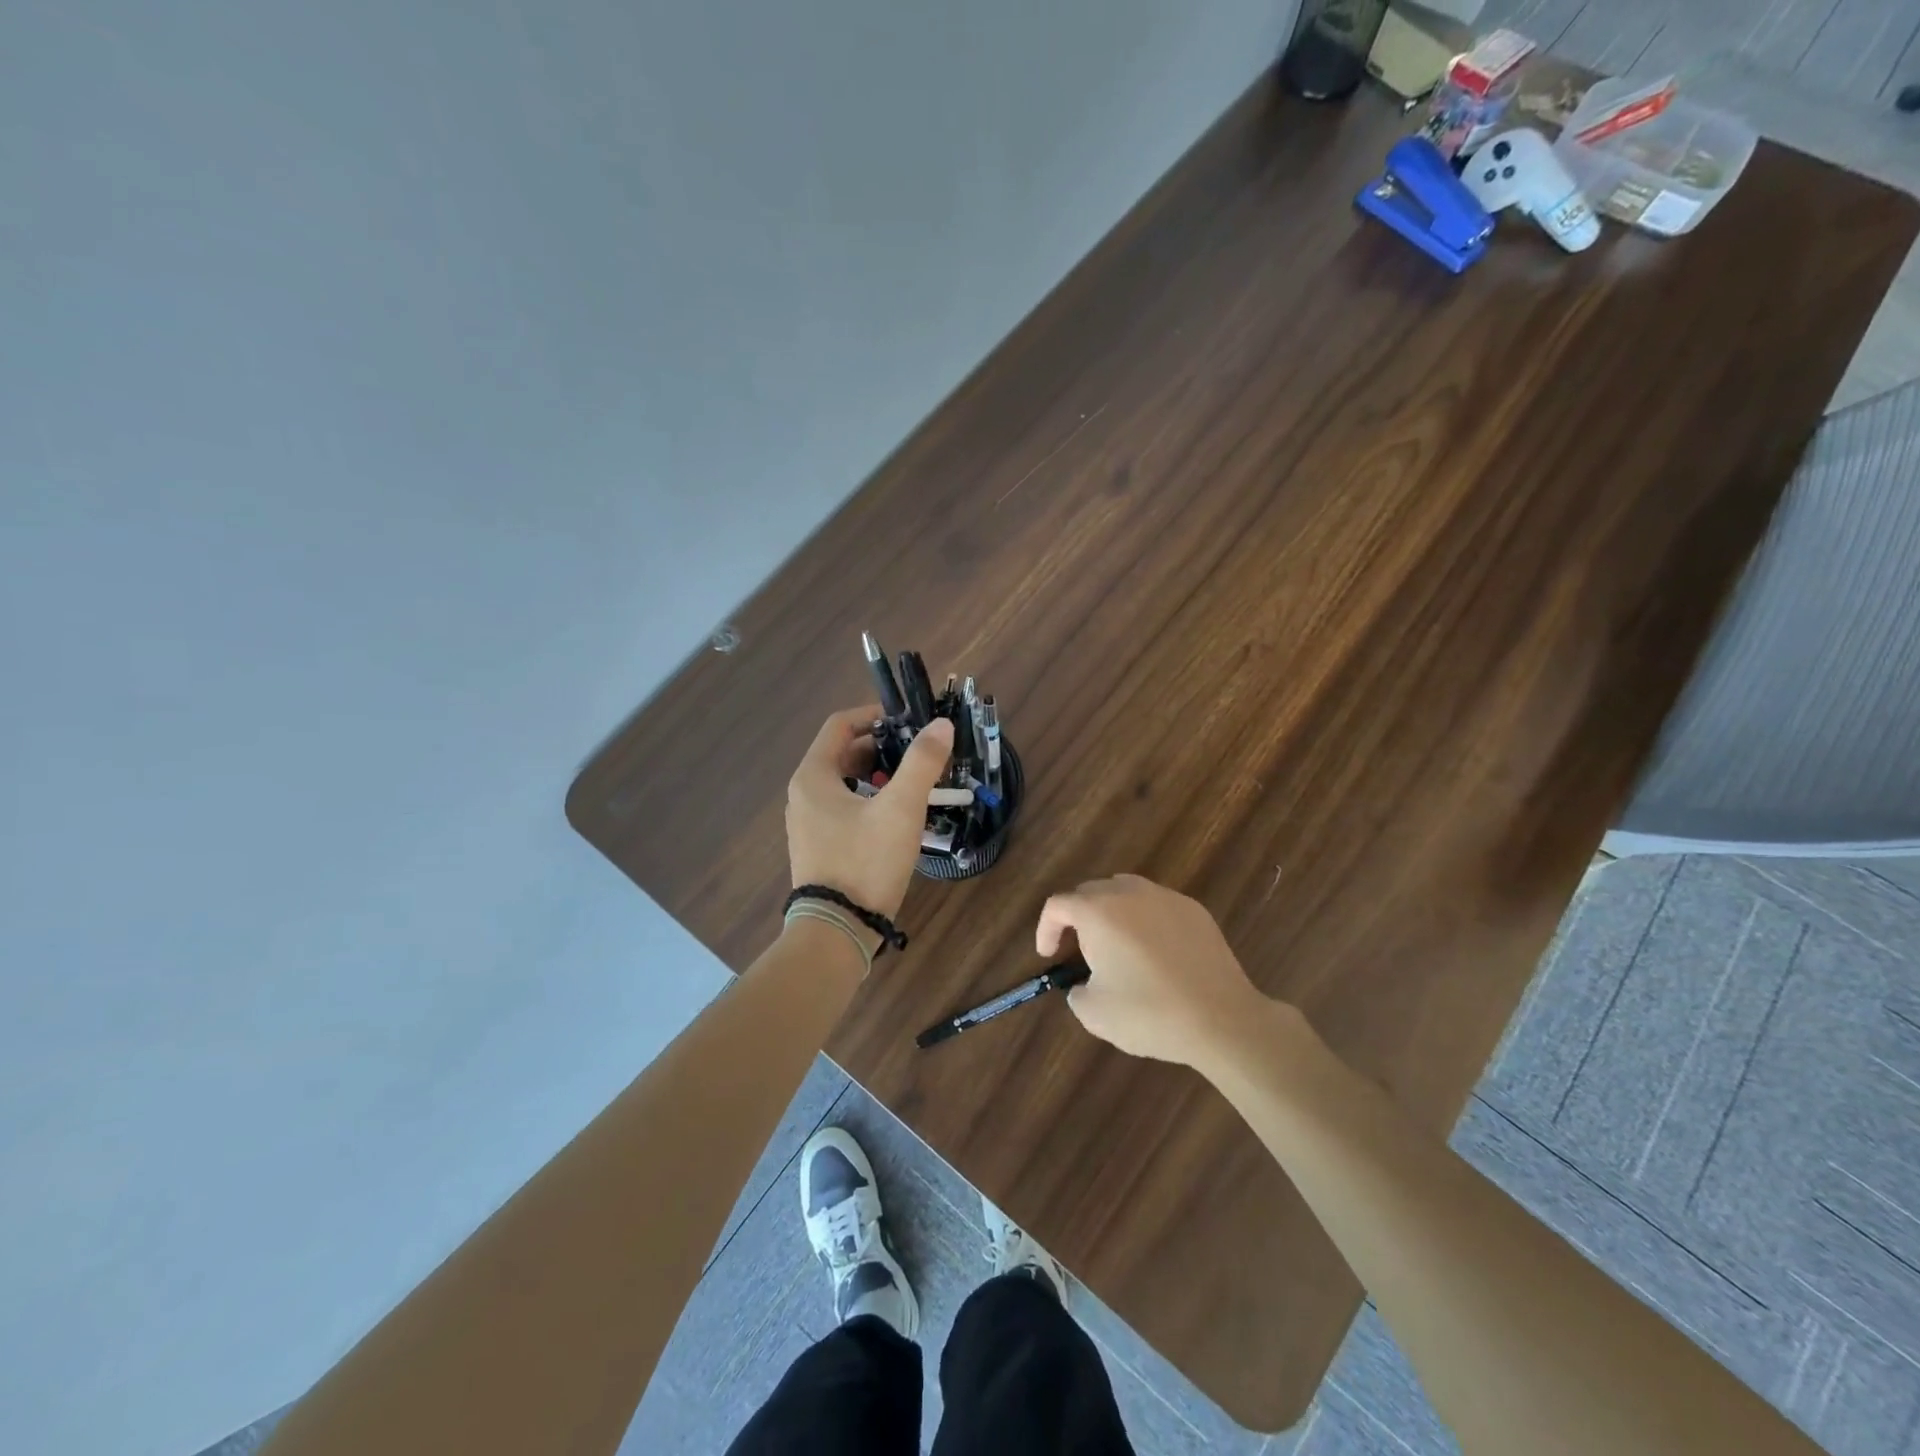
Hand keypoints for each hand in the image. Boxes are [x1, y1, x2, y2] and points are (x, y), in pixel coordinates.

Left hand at [787, 705, 952, 920]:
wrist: (837, 932)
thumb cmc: (866, 862)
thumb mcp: (901, 809)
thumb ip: (922, 763)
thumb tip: (941, 725)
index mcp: (813, 776)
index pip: (840, 725)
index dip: (875, 715)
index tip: (909, 721)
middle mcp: (803, 794)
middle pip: (842, 753)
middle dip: (881, 748)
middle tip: (917, 754)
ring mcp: (808, 823)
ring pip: (844, 782)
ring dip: (877, 775)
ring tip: (912, 783)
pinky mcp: (818, 846)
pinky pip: (843, 808)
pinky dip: (868, 800)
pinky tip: (896, 817)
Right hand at [1036, 874, 1267, 1067]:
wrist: (1221, 1019)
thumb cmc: (1149, 1013)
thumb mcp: (1094, 1013)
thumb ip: (1077, 992)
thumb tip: (1084, 984)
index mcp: (1098, 911)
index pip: (1058, 905)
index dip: (1046, 929)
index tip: (1049, 957)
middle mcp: (1129, 893)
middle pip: (1090, 892)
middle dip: (1078, 919)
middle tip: (1080, 952)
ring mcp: (1166, 897)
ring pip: (1125, 891)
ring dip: (1111, 913)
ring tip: (1116, 947)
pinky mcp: (1194, 910)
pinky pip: (1157, 905)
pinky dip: (1145, 921)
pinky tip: (1155, 953)